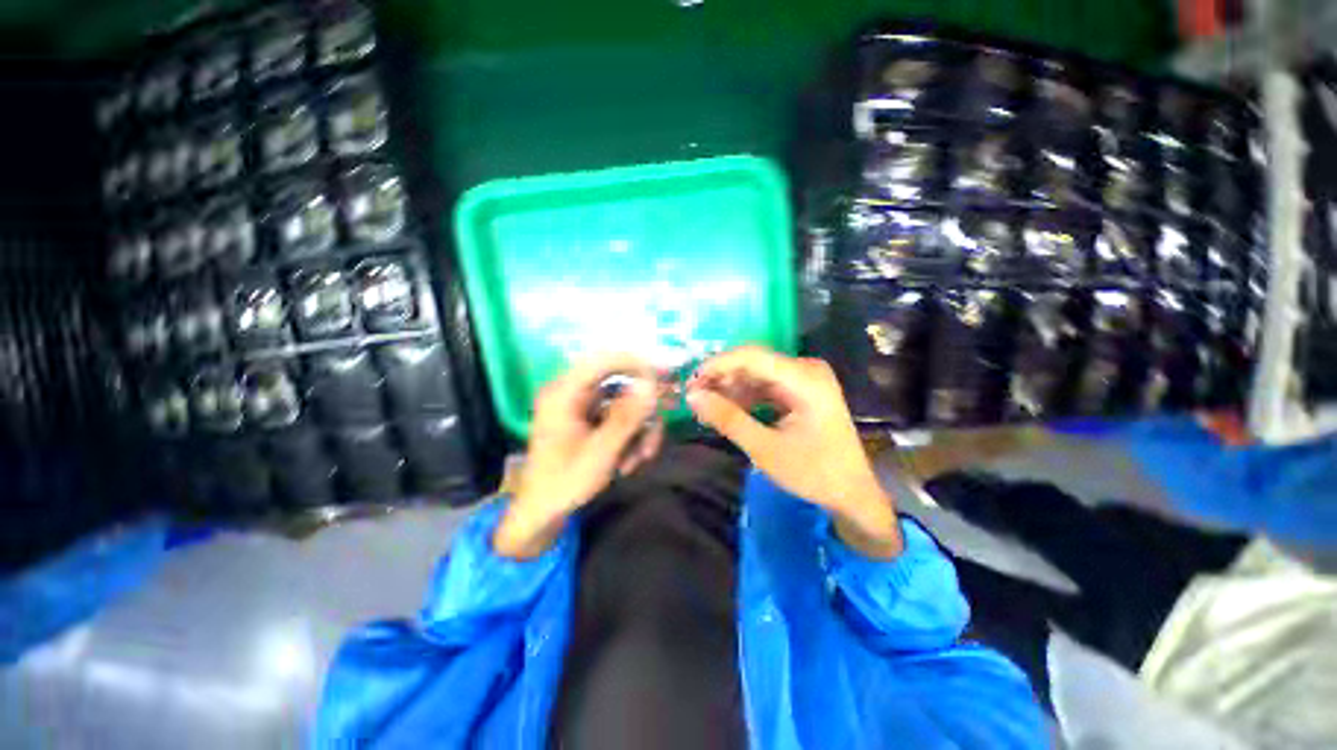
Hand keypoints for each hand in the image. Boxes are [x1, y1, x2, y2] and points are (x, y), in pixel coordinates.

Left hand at [494, 354, 662, 558]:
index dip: (638, 363)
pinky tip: (630, 461)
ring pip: (627, 402)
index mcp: (564, 392)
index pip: (605, 359)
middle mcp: (574, 392)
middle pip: (622, 381)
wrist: (543, 512)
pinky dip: (632, 436)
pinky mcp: (592, 418)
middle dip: (644, 409)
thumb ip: (627, 417)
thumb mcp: (600, 453)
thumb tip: (651, 386)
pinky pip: (622, 416)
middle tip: (662, 421)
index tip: (666, 376)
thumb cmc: (564, 483)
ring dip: (641, 429)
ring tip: (640, 459)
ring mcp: (584, 405)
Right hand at [687, 346, 901, 558]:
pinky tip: (727, 411)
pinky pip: (765, 386)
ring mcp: (805, 379)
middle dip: (721, 379)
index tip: (691, 383)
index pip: (752, 356)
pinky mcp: (801, 391)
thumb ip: (728, 419)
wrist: (852, 494)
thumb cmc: (814, 473)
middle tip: (694, 398)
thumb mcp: (765, 448)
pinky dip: (744, 397)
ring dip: (730, 389)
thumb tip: (692, 396)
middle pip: (753, 363)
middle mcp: (805, 370)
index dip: (717, 365)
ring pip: (756, 374)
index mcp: (804, 378)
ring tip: (706, 408)